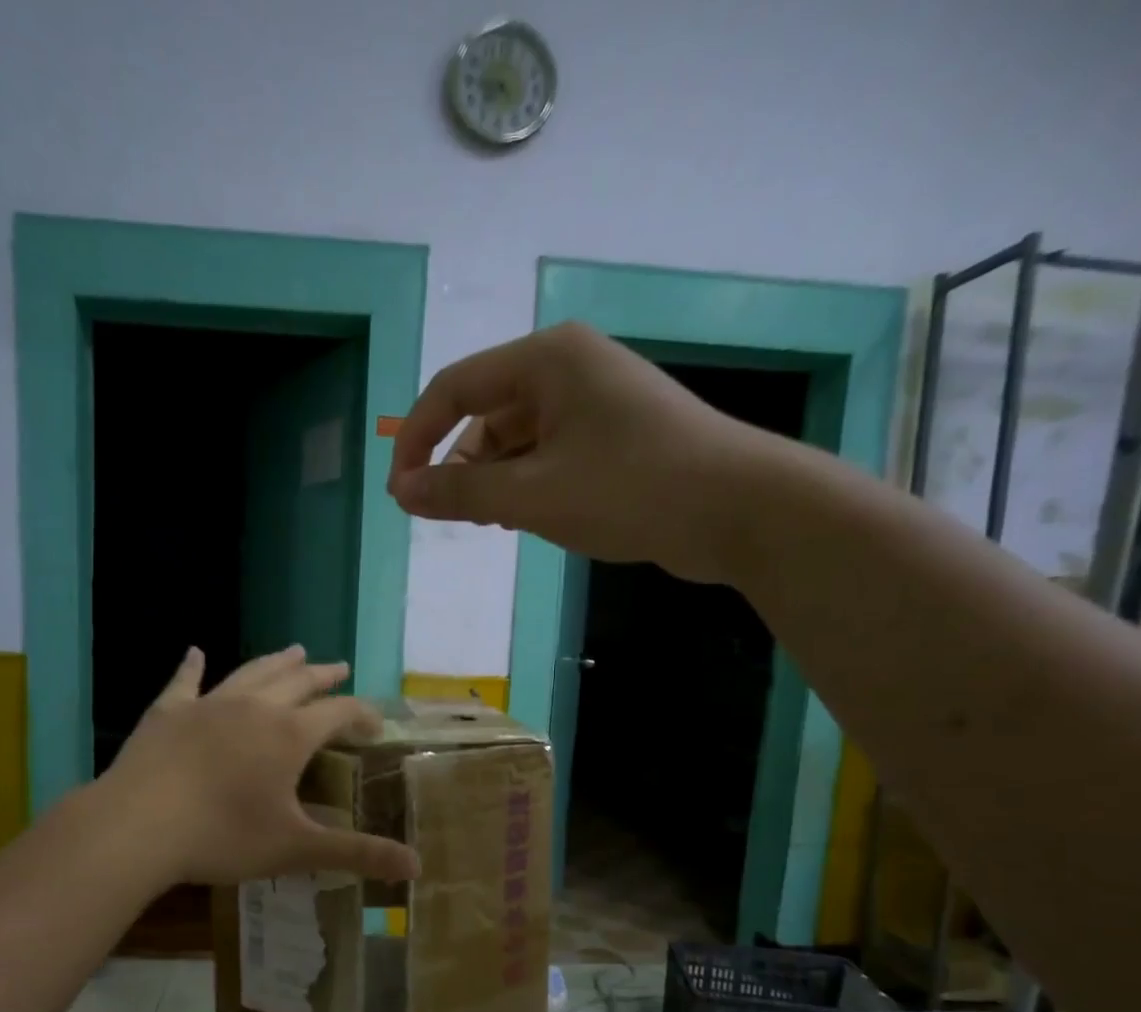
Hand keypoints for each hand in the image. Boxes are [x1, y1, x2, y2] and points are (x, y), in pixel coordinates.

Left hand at [102, 645, 420, 886]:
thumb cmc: (223, 836)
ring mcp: (208, 705)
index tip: (375, 722)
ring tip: (295, 650)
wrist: (138, 826)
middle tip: (339, 666)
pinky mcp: (168, 712)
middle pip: (298, 682)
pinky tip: (195, 652)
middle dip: (323, 676)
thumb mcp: (296, 848)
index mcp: (289, 735)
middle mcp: (255, 708)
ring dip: (277, 662)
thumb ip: (357, 854)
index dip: (362, 713)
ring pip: (252, 673)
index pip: (339, 712)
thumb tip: (417, 868)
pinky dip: (193, 666)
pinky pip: (185, 681)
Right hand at [387, 321, 783, 582]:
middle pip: (486, 414)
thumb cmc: (629, 489)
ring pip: (518, 439)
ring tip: (499, 523)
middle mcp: (569, 367)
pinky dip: (530, 485)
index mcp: (547, 359)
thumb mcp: (532, 496)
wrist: (738, 509)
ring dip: (497, 481)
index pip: (454, 389)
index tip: (401, 495)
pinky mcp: (615, 434)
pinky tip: (533, 518)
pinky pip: (550, 453)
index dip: (417, 441)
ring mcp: (596, 400)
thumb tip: (402, 493)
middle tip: (457, 519)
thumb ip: (460, 494)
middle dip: (462, 468)